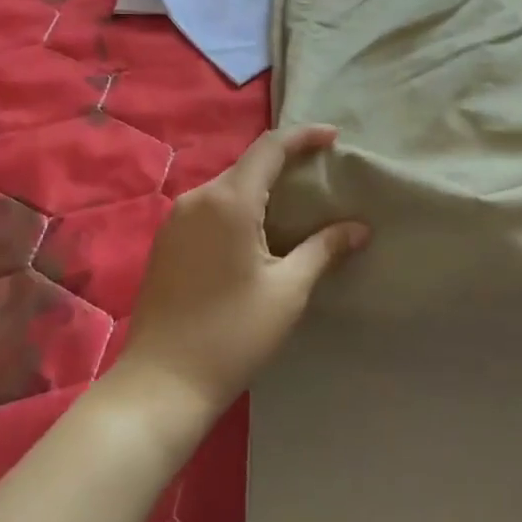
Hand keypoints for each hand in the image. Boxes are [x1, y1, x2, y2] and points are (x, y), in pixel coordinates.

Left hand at [115, 125, 368, 420]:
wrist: (161, 385)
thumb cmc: (232, 335)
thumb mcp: (287, 291)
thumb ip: (324, 250)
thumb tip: (359, 229)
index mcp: (229, 201)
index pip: (270, 148)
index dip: (304, 136)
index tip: (334, 138)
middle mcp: (198, 198)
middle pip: (248, 165)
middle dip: (285, 162)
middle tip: (321, 174)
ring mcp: (176, 220)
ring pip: (228, 187)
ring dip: (261, 186)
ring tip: (294, 203)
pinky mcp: (166, 242)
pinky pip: (209, 207)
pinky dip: (238, 206)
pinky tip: (256, 231)